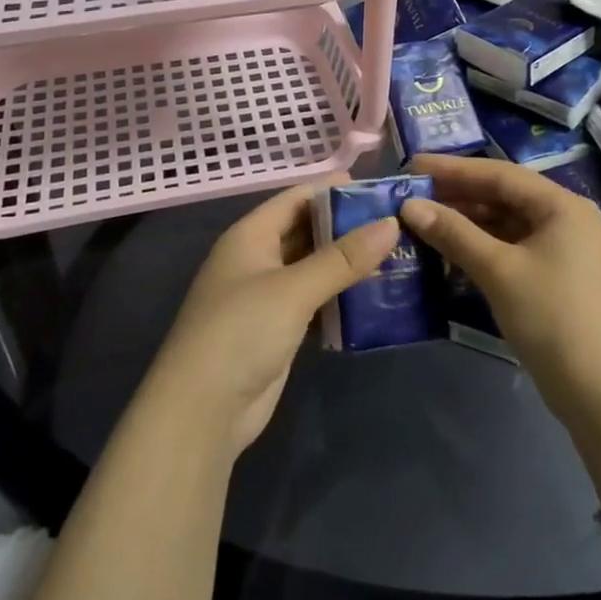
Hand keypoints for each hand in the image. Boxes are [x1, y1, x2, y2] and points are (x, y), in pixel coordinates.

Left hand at [144, 179, 399, 456]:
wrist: (202, 411)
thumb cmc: (241, 332)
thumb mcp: (293, 289)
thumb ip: (342, 258)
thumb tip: (390, 224)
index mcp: (250, 236)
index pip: (296, 198)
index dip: (332, 189)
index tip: (377, 187)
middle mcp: (256, 259)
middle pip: (306, 231)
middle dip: (347, 227)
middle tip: (397, 222)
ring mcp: (266, 296)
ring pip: (313, 268)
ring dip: (347, 263)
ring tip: (396, 255)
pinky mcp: (278, 330)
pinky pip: (314, 301)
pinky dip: (340, 297)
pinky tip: (374, 296)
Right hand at [401, 154, 600, 421]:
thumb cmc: (552, 319)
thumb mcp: (498, 271)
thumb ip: (453, 233)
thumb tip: (409, 205)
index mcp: (562, 205)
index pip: (500, 174)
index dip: (453, 169)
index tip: (412, 166)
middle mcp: (567, 218)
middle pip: (504, 196)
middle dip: (458, 195)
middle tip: (412, 194)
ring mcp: (565, 249)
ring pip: (507, 223)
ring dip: (467, 222)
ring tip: (423, 220)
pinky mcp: (558, 276)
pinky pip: (513, 247)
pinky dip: (482, 245)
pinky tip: (451, 250)